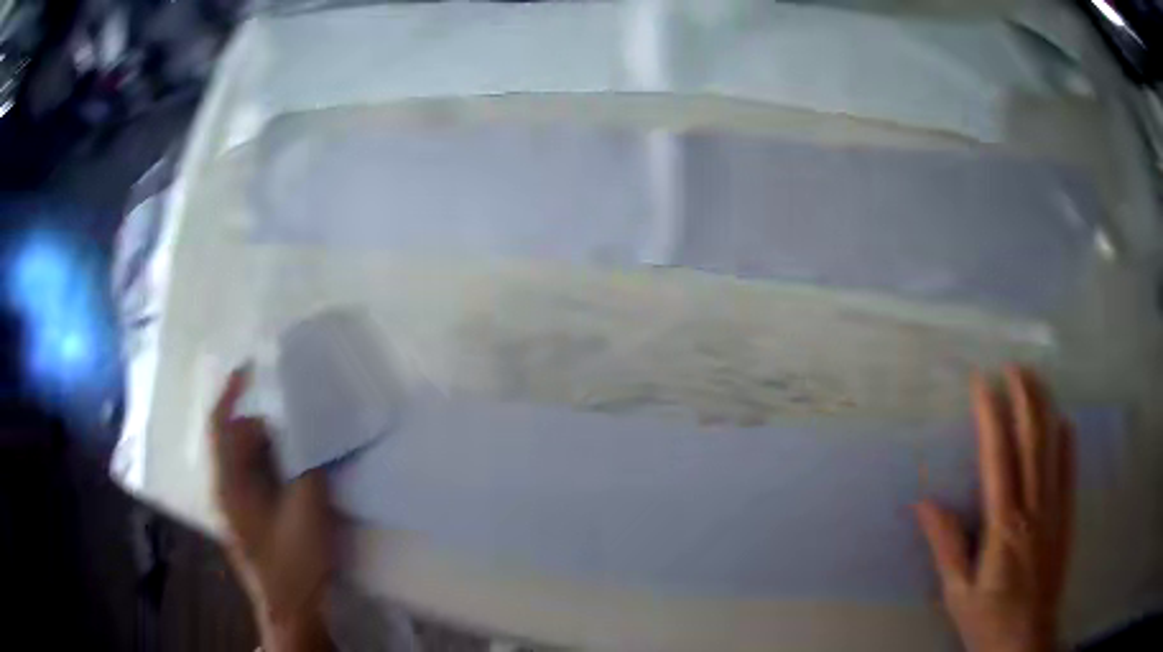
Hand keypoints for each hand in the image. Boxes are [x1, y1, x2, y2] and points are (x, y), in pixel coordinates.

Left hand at [210, 366, 334, 651]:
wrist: (290, 609)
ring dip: (274, 449)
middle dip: (268, 426)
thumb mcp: (307, 510)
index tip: (251, 367)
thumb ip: (308, 467)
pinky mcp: (250, 518)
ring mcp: (237, 505)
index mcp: (230, 482)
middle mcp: (226, 487)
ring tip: (306, 452)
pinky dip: (276, 468)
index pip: (222, 424)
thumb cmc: (293, 561)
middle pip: (239, 439)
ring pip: (250, 460)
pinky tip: (300, 479)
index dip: (232, 392)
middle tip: (302, 426)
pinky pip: (258, 478)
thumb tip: (310, 434)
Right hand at [917, 366, 1074, 651]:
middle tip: (1014, 366)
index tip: (982, 383)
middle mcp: (1033, 508)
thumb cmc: (988, 621)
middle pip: (1032, 442)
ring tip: (1037, 380)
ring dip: (1045, 410)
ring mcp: (1054, 511)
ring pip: (1053, 449)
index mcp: (1003, 525)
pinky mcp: (1066, 520)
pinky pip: (1069, 473)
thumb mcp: (958, 593)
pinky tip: (1066, 423)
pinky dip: (1068, 444)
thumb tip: (924, 504)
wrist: (1025, 642)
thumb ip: (947, 546)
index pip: (998, 457)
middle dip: (1024, 399)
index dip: (991, 416)